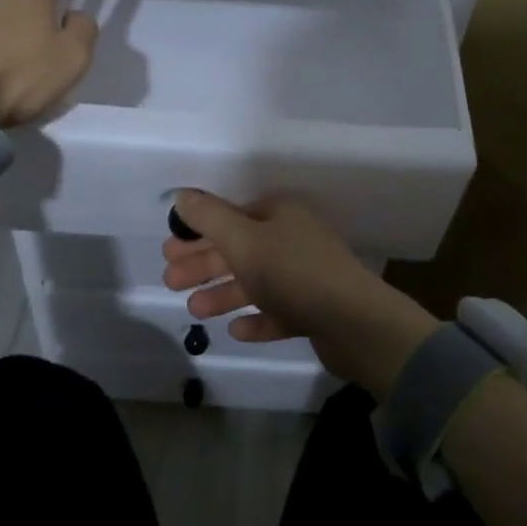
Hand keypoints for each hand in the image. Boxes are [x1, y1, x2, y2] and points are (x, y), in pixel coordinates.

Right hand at [161, 190, 438, 396]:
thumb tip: (182, 195)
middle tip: (171, 281)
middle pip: (240, 249)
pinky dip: (256, 319)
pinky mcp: (315, 310)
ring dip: (223, 293)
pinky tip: (236, 330)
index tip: (170, 250)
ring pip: (256, 281)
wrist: (356, 323)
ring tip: (195, 310)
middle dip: (204, 264)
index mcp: (280, 214)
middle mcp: (294, 239)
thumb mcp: (244, 239)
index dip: (199, 231)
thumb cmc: (293, 272)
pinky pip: (278, 311)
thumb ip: (210, 218)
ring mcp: (307, 276)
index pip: (232, 216)